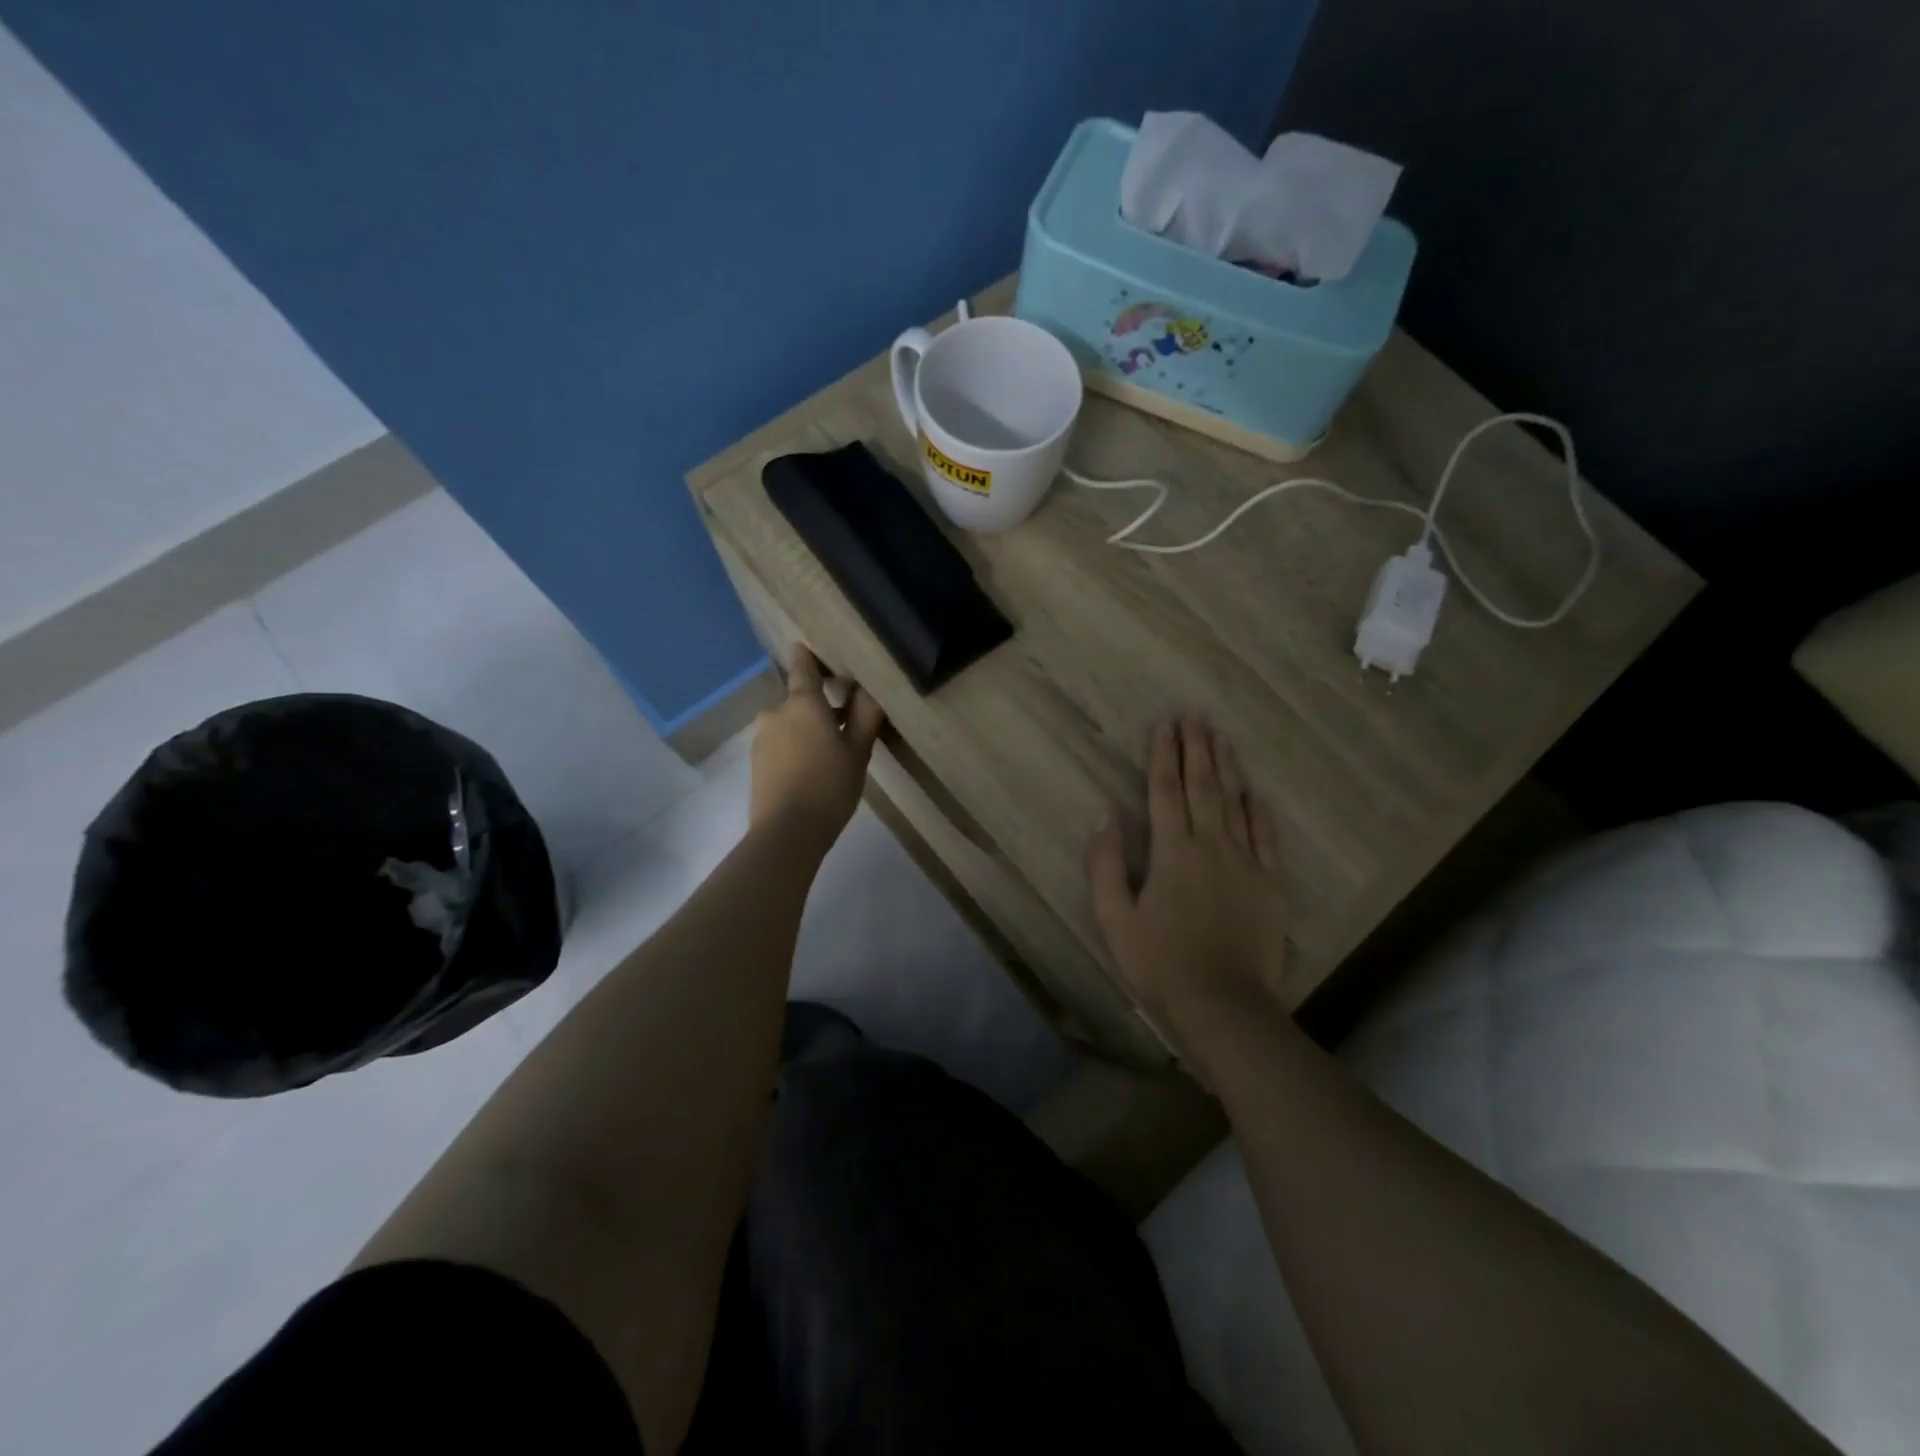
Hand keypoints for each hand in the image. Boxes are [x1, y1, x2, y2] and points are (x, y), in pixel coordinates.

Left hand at [750, 645, 885, 850]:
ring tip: (831, 752)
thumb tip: (870, 688)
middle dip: (819, 705)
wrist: (786, 832)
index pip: (803, 666)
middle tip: (846, 722)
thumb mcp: (858, 752)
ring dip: (807, 728)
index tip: (815, 650)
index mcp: (803, 703)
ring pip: (789, 722)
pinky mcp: (756, 761)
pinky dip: (795, 746)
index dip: (808, 656)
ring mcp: (762, 736)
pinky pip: (780, 742)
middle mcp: (777, 711)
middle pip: (799, 698)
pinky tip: (811, 768)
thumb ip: (865, 716)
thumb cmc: (829, 786)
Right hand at [1087, 717, 1287, 1045]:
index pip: (1165, 790)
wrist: (1223, 1005)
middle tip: (1196, 715)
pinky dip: (1260, 811)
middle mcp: (1211, 845)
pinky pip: (1266, 837)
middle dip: (1197, 747)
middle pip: (1203, 786)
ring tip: (1222, 737)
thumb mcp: (1114, 918)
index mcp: (1171, 851)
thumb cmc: (1159, 963)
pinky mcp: (1270, 884)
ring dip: (1227, 768)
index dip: (1163, 755)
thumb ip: (1106, 863)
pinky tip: (1256, 793)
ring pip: (1235, 803)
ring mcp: (1246, 863)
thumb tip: (1104, 813)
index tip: (1164, 724)